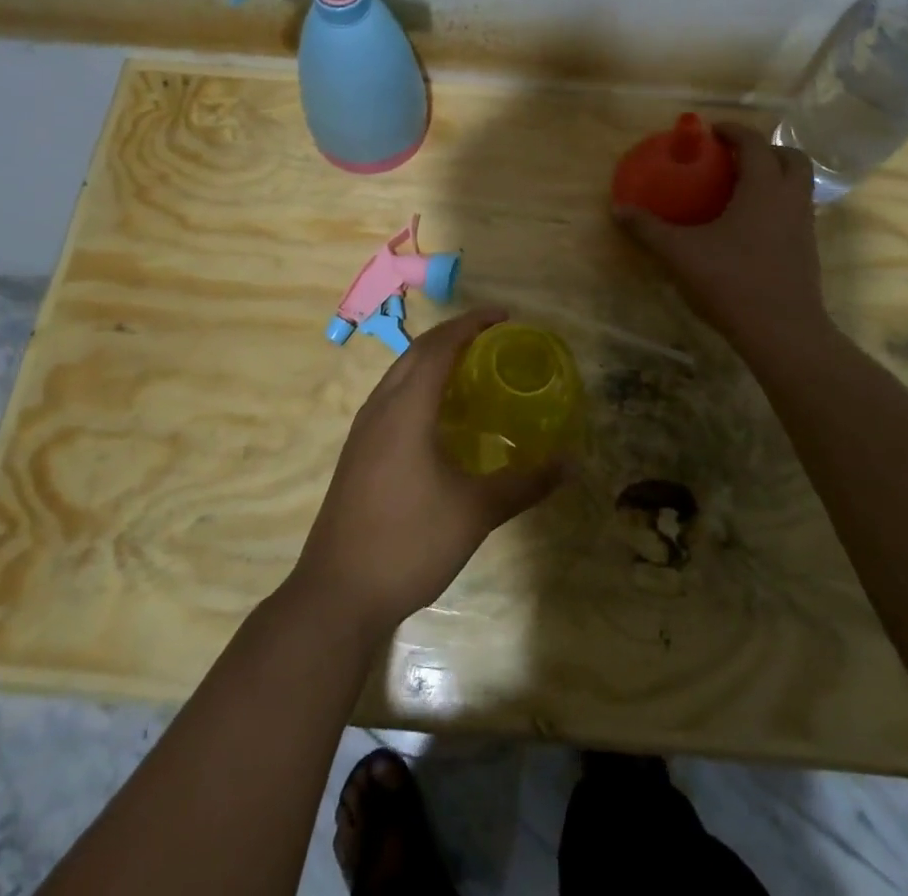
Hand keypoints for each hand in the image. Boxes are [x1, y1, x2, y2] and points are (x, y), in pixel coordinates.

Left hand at [291, 307, 561, 632]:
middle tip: (492, 335)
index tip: (504, 315)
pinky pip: (391, 397)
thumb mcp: (475, 512)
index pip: (440, 346)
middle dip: (453, 334)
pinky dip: (418, 385)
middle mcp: (380, 407)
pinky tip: (437, 415)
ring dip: (433, 358)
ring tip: (469, 366)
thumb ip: (524, 482)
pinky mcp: (357, 453)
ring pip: (399, 374)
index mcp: (406, 408)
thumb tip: (569, 462)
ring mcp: (363, 430)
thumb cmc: (409, 541)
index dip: (471, 323)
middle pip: (416, 352)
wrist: (337, 592)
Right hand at [613, 122, 837, 365]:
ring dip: (775, 176)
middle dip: (765, 149)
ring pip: (799, 184)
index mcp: (763, 188)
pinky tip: (749, 225)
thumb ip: (649, 229)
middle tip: (734, 158)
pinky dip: (777, 203)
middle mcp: (790, 199)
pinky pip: (796, 209)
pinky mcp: (807, 249)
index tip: (711, 131)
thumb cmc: (732, 282)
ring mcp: (804, 224)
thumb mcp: (680, 254)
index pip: (754, 143)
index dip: (734, 131)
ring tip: (740, 189)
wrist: (783, 331)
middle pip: (791, 157)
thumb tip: (618, 209)